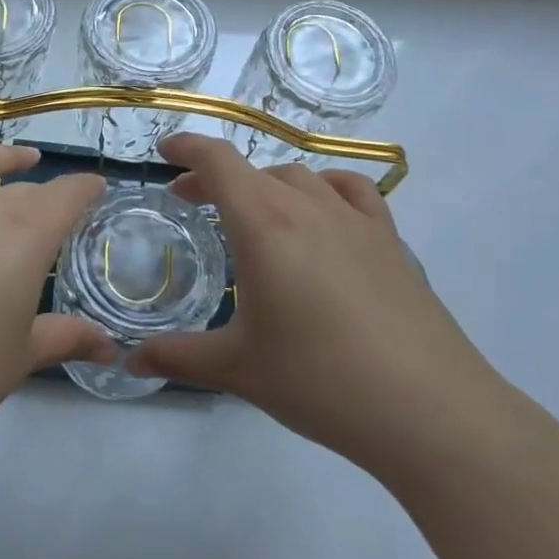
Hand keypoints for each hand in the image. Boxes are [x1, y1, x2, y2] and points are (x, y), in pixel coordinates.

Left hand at [0, 123, 113, 465]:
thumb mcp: (21, 356)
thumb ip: (66, 339)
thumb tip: (111, 350)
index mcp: (26, 235)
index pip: (67, 196)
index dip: (86, 190)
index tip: (97, 189)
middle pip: (23, 188)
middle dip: (47, 193)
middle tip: (59, 206)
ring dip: (1, 156)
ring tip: (18, 157)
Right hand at [127, 134, 511, 471]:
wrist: (429, 410)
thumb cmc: (320, 383)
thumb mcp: (238, 369)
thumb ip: (177, 358)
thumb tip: (129, 362)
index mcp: (265, 226)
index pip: (218, 161)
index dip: (187, 148)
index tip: (164, 153)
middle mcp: (309, 207)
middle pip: (254, 169)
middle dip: (215, 177)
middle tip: (192, 202)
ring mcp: (356, 220)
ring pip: (300, 177)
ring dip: (264, 184)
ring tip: (252, 213)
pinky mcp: (390, 240)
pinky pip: (350, 192)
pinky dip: (322, 189)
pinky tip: (321, 215)